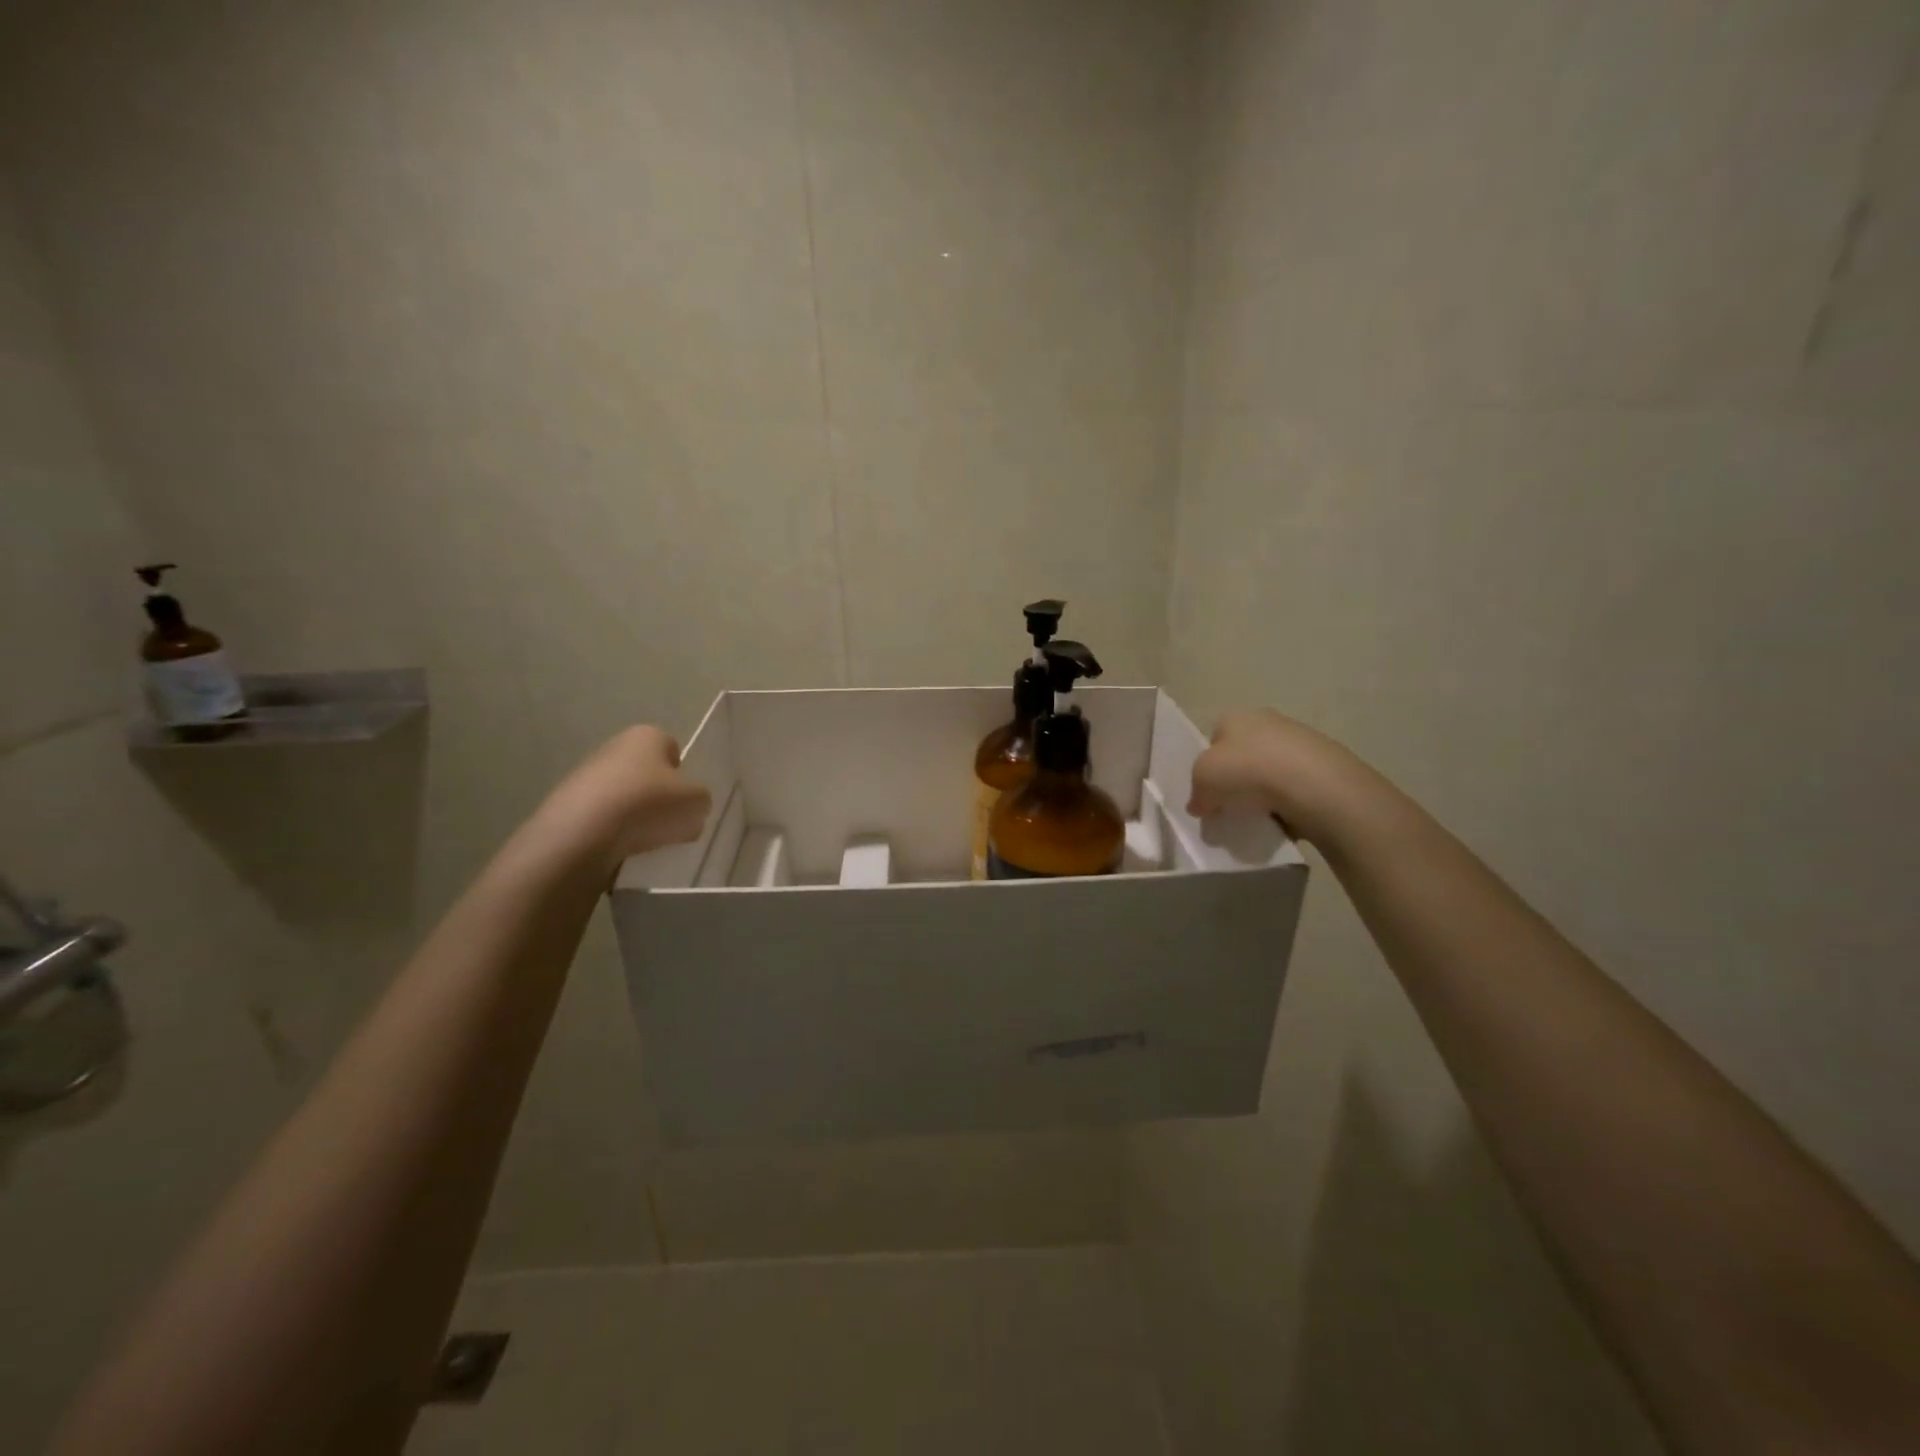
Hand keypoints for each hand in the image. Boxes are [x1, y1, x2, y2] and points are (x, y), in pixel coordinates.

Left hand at [534, 725, 711, 877]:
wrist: (581, 835)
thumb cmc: (648, 805)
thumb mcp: (697, 802)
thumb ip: (700, 801)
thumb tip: (689, 809)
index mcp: (647, 735)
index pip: (672, 748)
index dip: (683, 775)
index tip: (685, 800)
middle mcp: (614, 747)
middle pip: (647, 774)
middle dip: (659, 798)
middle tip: (670, 824)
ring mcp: (585, 776)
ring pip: (624, 798)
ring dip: (635, 818)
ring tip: (644, 843)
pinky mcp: (567, 807)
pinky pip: (602, 820)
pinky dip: (612, 835)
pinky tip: (619, 851)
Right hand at [1188, 709, 1368, 845]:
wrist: (1312, 784)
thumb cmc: (1246, 771)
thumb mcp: (1202, 781)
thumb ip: (1196, 793)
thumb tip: (1200, 805)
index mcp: (1234, 717)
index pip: (1214, 738)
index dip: (1209, 765)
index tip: (1210, 791)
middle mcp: (1267, 720)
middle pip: (1244, 753)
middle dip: (1238, 778)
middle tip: (1232, 806)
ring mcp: (1300, 740)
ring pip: (1272, 769)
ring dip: (1266, 790)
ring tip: (1261, 816)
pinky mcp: (1325, 763)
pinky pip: (1296, 785)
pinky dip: (1290, 801)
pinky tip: (1287, 817)